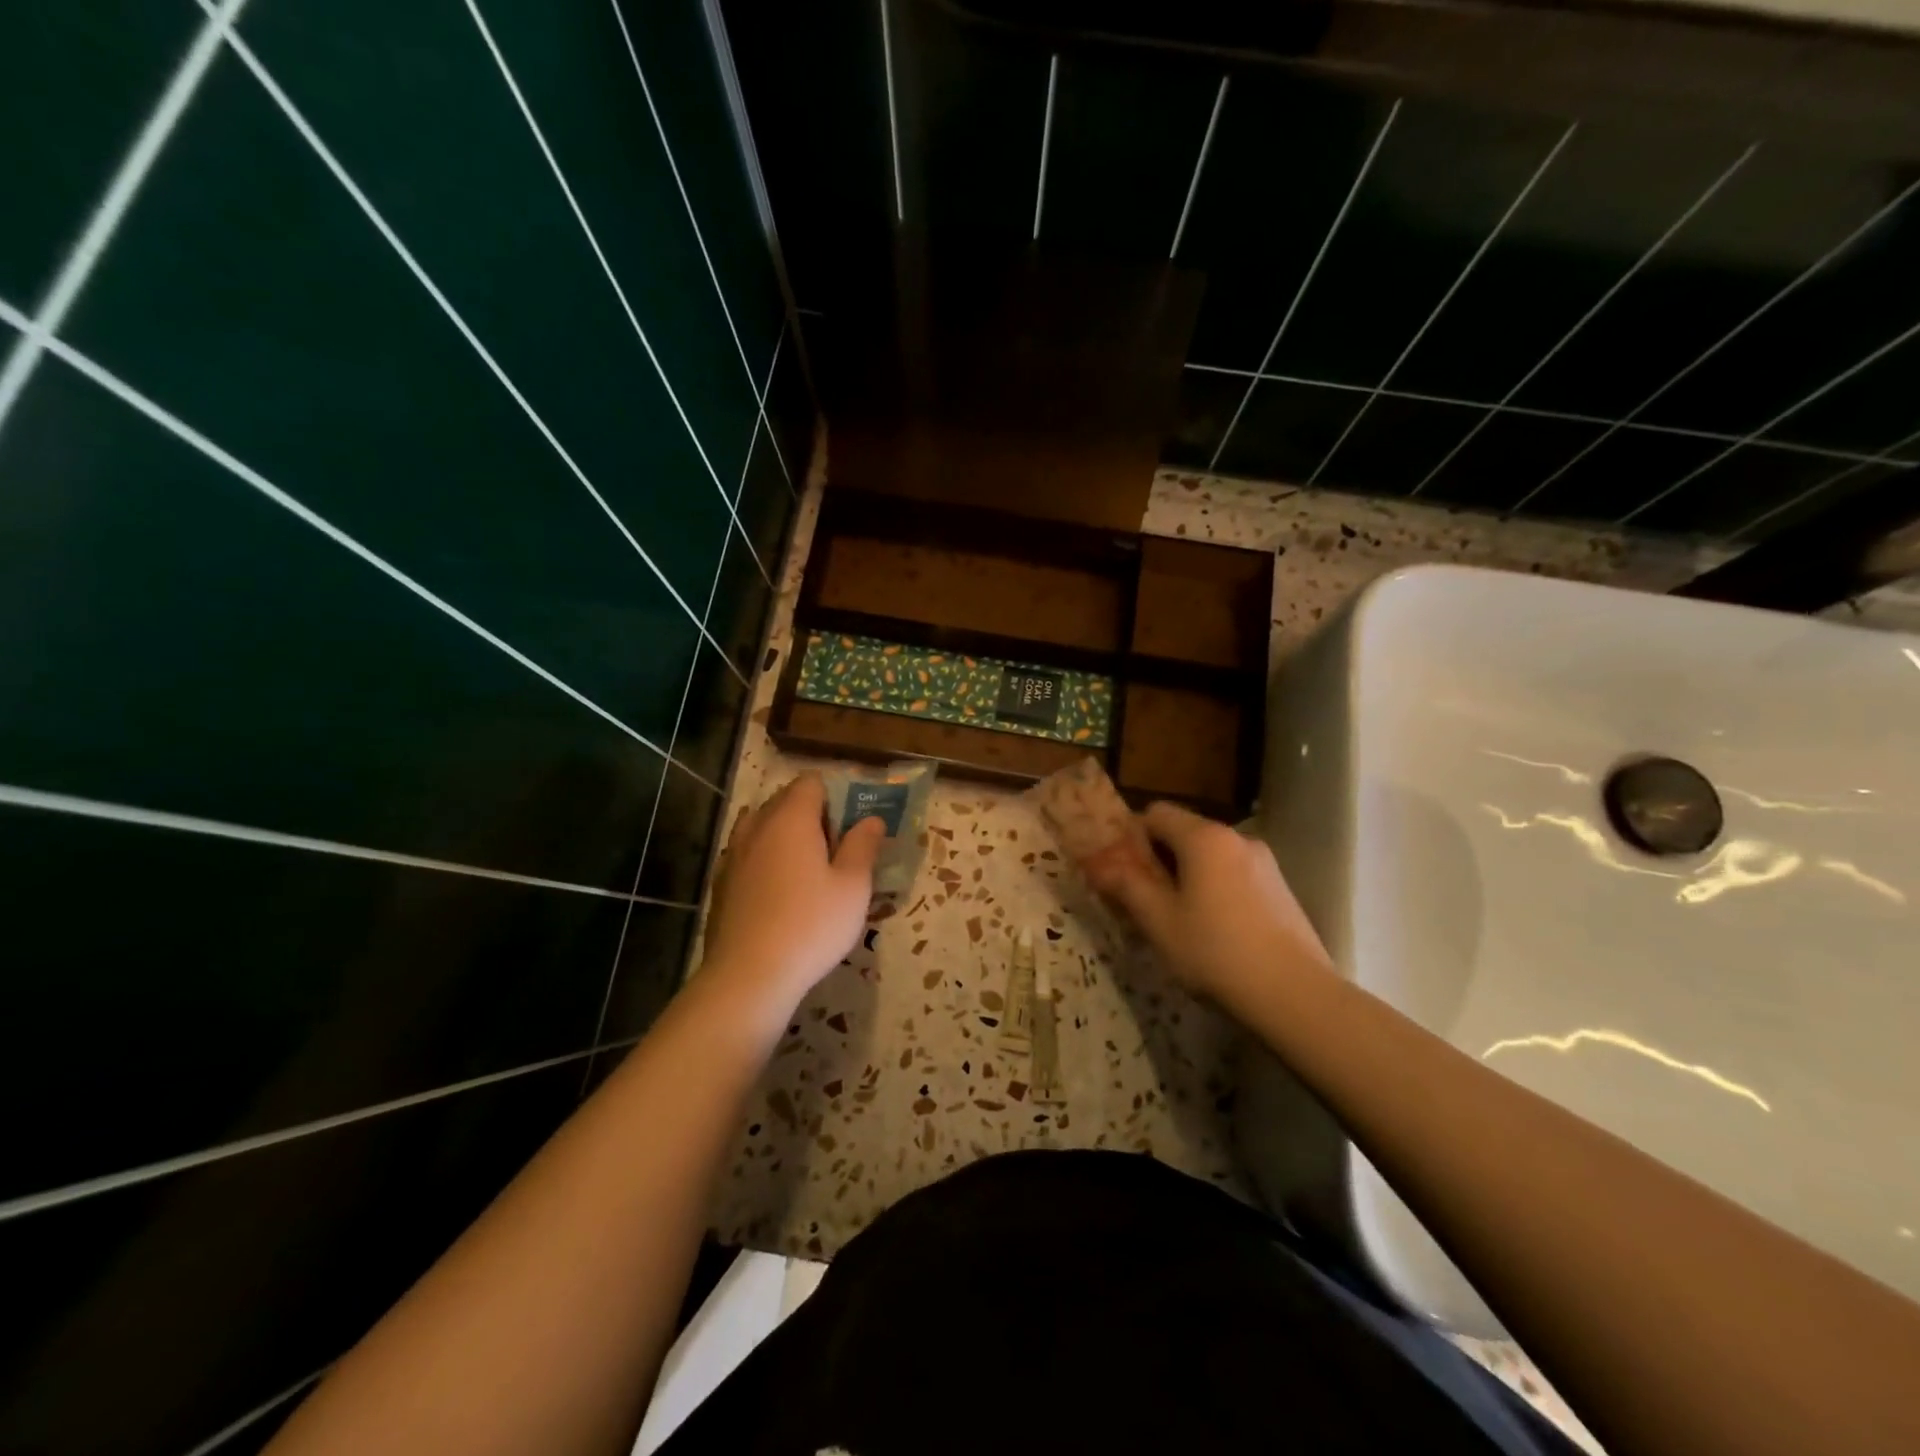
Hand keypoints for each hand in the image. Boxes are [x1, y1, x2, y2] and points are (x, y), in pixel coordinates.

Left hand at [700, 773, 886, 1013]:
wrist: (748, 976)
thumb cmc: (811, 925)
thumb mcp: (853, 886)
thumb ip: (863, 845)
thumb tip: (872, 819)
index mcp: (791, 818)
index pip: (810, 782)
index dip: (834, 796)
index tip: (850, 827)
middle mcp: (757, 826)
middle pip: (784, 800)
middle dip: (811, 815)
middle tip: (835, 850)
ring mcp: (733, 854)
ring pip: (762, 826)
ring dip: (785, 836)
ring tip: (806, 870)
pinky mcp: (721, 882)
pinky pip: (747, 854)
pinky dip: (765, 860)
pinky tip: (779, 893)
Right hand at [1081, 801, 1331, 1008]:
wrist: (1295, 993)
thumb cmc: (1216, 951)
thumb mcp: (1160, 921)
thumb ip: (1127, 885)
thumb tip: (1099, 863)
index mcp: (1204, 837)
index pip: (1156, 812)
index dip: (1132, 835)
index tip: (1121, 870)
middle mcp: (1236, 837)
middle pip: (1184, 831)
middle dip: (1158, 857)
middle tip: (1144, 897)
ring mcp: (1264, 861)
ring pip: (1210, 854)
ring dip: (1187, 874)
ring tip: (1179, 917)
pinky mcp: (1280, 887)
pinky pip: (1234, 873)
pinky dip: (1215, 887)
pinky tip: (1215, 928)